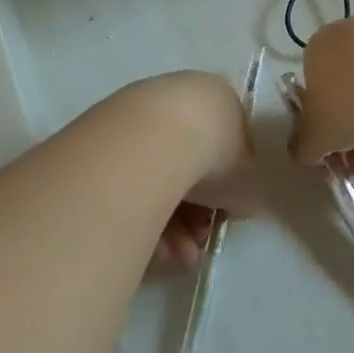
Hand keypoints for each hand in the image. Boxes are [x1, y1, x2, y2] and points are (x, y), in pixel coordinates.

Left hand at [109, 71, 258, 266]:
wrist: (152, 140)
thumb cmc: (213, 154)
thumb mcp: (248, 182)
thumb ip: (244, 192)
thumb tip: (234, 202)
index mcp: (217, 99)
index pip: (227, 145)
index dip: (228, 186)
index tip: (223, 216)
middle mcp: (178, 98)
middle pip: (191, 162)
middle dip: (196, 211)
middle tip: (197, 241)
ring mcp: (139, 114)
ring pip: (160, 174)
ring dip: (171, 221)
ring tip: (175, 254)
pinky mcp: (106, 135)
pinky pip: (130, 179)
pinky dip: (141, 210)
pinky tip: (149, 242)